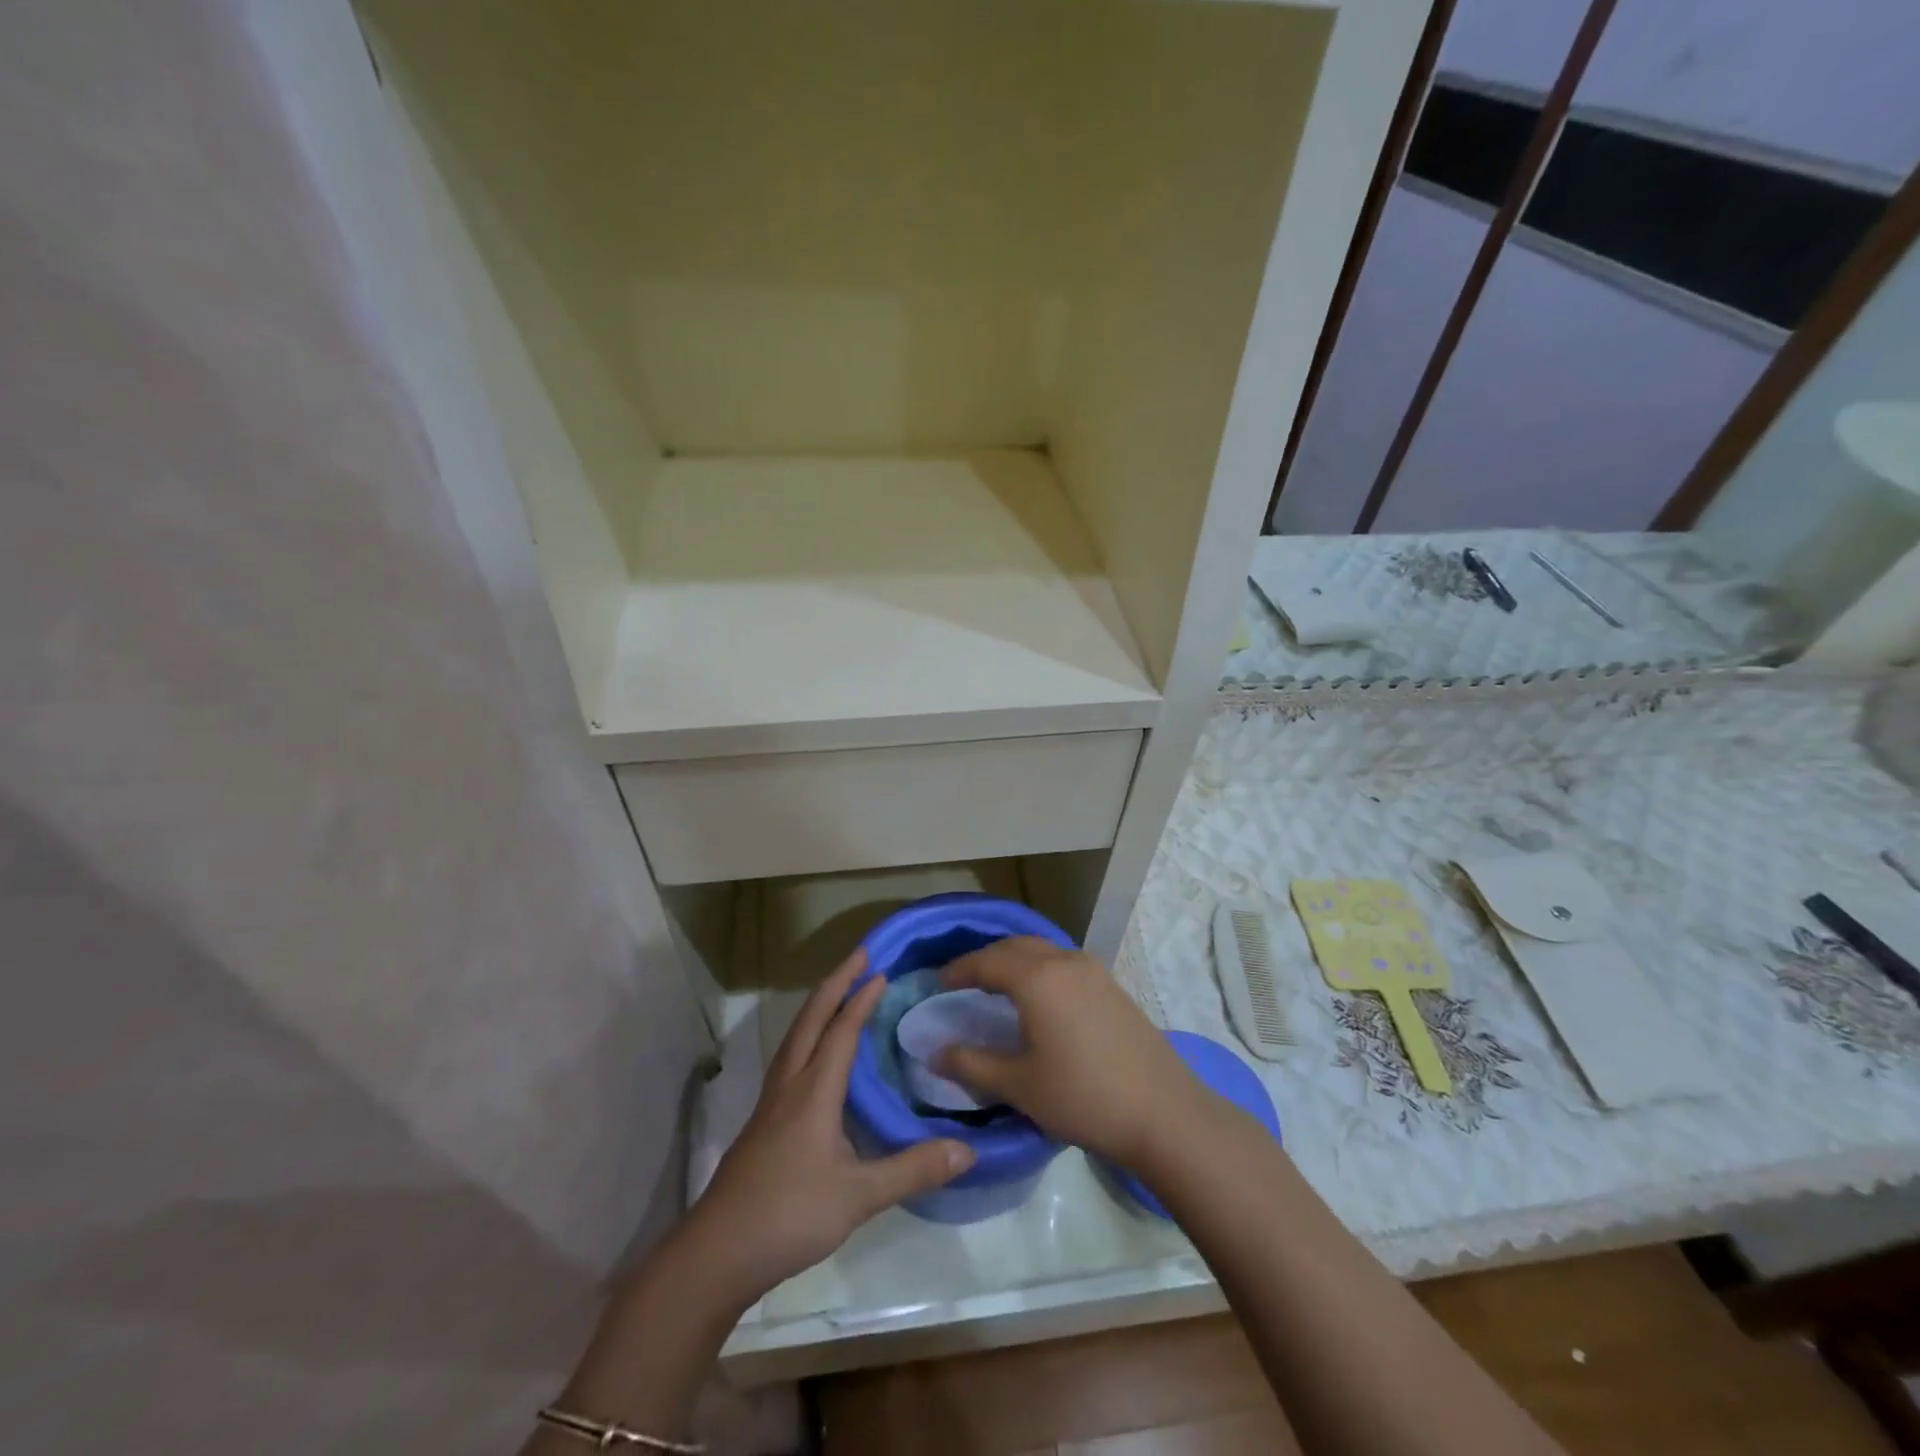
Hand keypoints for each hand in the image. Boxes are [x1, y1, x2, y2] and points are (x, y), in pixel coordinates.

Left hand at [688, 950, 974, 1303]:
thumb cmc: (789, 1215)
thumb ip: (912, 1169)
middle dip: (836, 982)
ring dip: (818, 1005)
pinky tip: (815, 1056)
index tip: (881, 969)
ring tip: (839, 991)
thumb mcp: (859, 1196)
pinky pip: (789, 1058)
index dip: (861, 998)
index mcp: (814, 1090)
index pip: (841, 1030)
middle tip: (860, 955)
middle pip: (811, 1019)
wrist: (717, 1253)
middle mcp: (790, 1085)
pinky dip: (808, 1035)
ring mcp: (770, 1103)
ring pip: (795, 1036)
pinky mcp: (762, 1123)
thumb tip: (967, 1149)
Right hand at [937, 937, 1205, 1167]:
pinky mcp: (1112, 986)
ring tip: (998, 988)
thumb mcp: (1019, 1085)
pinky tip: (1040, 999)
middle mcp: (1064, 962)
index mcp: (1037, 978)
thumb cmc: (1082, 1097)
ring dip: (1015, 961)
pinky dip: (1040, 969)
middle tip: (964, 983)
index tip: (938, 983)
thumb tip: (936, 1052)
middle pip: (1015, 946)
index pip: (987, 961)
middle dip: (986, 959)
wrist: (1163, 1112)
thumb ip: (972, 1064)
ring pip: (1043, 951)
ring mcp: (1094, 971)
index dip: (959, 970)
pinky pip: (1064, 963)